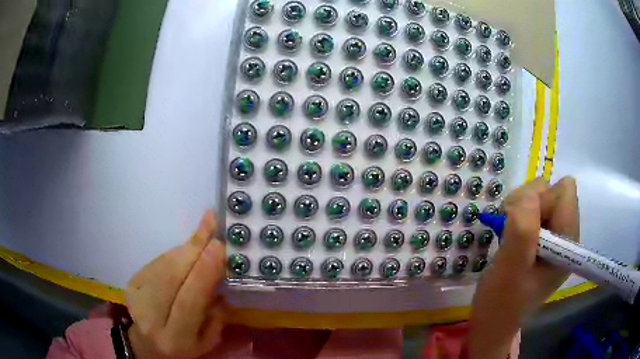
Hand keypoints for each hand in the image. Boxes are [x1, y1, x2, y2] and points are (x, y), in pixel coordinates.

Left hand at [125, 211, 226, 358]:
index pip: (189, 301)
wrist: (147, 344)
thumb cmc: (184, 347)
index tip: (218, 245)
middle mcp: (150, 317)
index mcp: (175, 337)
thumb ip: (215, 315)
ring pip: (163, 264)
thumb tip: (217, 277)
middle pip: (172, 276)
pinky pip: (156, 261)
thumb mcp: (207, 341)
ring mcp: (136, 298)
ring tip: (203, 230)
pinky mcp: (130, 283)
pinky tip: (187, 249)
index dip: (203, 272)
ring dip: (185, 247)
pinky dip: (174, 253)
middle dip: (194, 248)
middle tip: (211, 223)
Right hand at [469, 177, 578, 357]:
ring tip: (508, 235)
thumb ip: (523, 228)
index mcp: (568, 242)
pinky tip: (510, 236)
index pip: (564, 192)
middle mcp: (566, 234)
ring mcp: (554, 235)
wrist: (492, 323)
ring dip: (519, 209)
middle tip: (511, 231)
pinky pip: (532, 207)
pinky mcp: (542, 237)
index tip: (521, 226)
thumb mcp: (511, 267)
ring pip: (540, 195)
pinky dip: (516, 215)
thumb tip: (529, 193)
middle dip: (527, 203)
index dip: (540, 201)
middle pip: (552, 190)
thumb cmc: (501, 302)